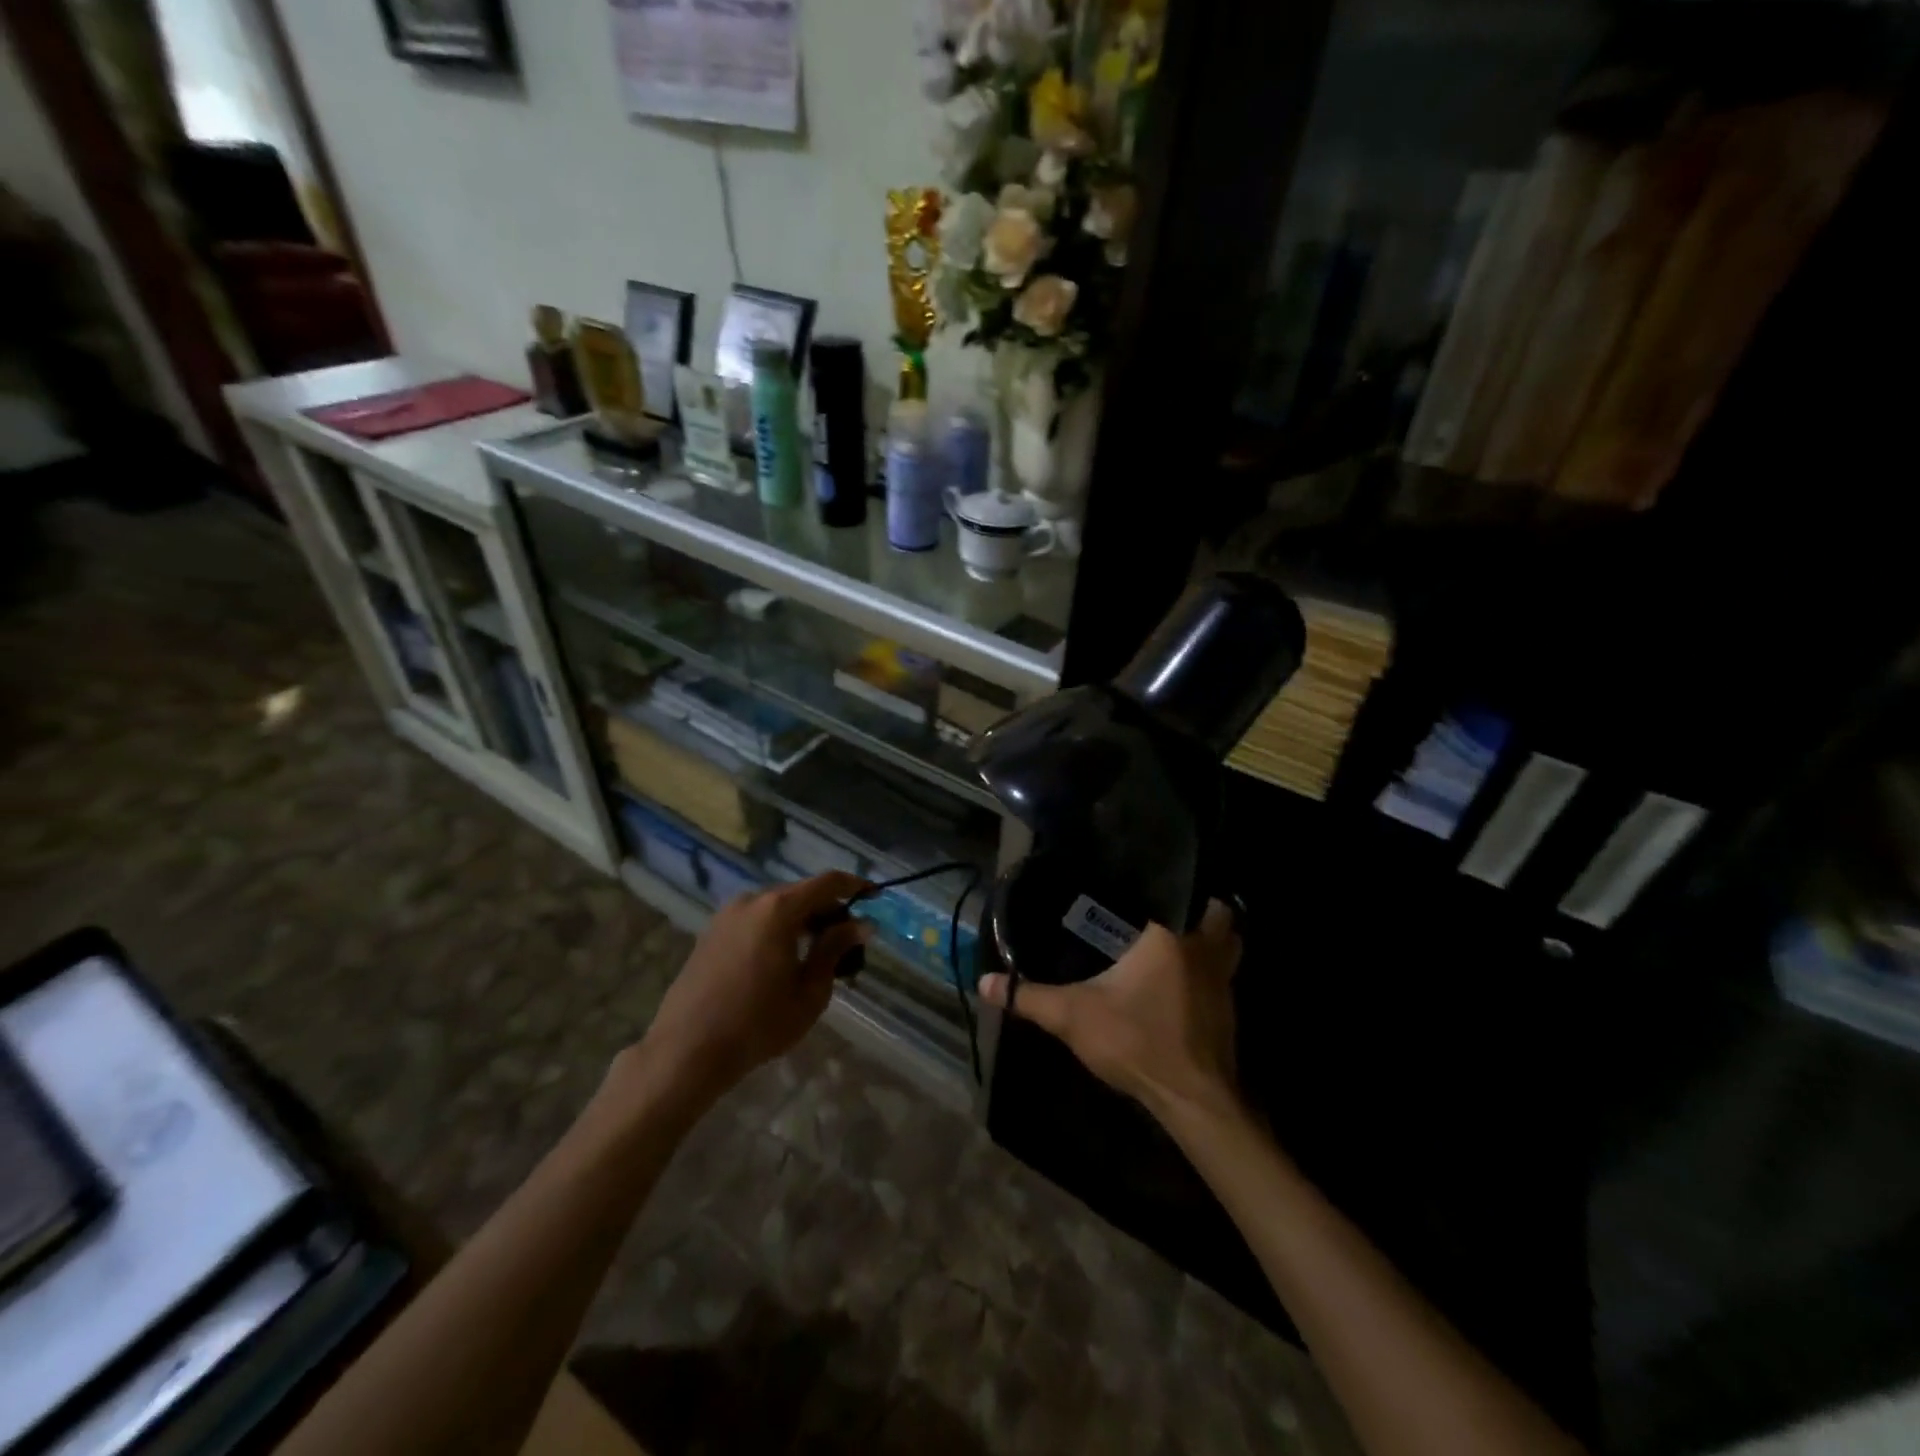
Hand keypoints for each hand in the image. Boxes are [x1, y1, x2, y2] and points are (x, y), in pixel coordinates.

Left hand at [626, 872, 869, 1113]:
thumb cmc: (758, 1023)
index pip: (828, 882)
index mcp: (779, 908)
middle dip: (829, 910)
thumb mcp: (810, 991)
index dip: (855, 886)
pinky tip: (784, 960)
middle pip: (801, 893)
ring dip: (802, 921)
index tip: (875, 898)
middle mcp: (752, 900)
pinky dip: (777, 929)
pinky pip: (756, 920)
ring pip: (777, 907)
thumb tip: (861, 924)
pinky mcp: (711, 933)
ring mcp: (727, 915)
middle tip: (848, 941)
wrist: (687, 1050)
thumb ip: (835, 949)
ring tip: (818, 955)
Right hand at [978, 900, 1242, 1122]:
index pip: (1177, 890)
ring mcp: (1224, 981)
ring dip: (1212, 939)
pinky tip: (1182, 982)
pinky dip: (1209, 972)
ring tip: (1178, 938)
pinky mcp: (1230, 1011)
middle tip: (1164, 908)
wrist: (1192, 1099)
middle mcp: (1205, 950)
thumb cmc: (1136, 1042)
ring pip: (1229, 944)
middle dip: (1199, 906)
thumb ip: (1029, 996)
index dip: (1168, 880)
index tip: (1144, 881)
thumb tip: (983, 982)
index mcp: (1171, 937)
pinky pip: (1225, 976)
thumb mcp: (1073, 1016)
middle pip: (1218, 912)